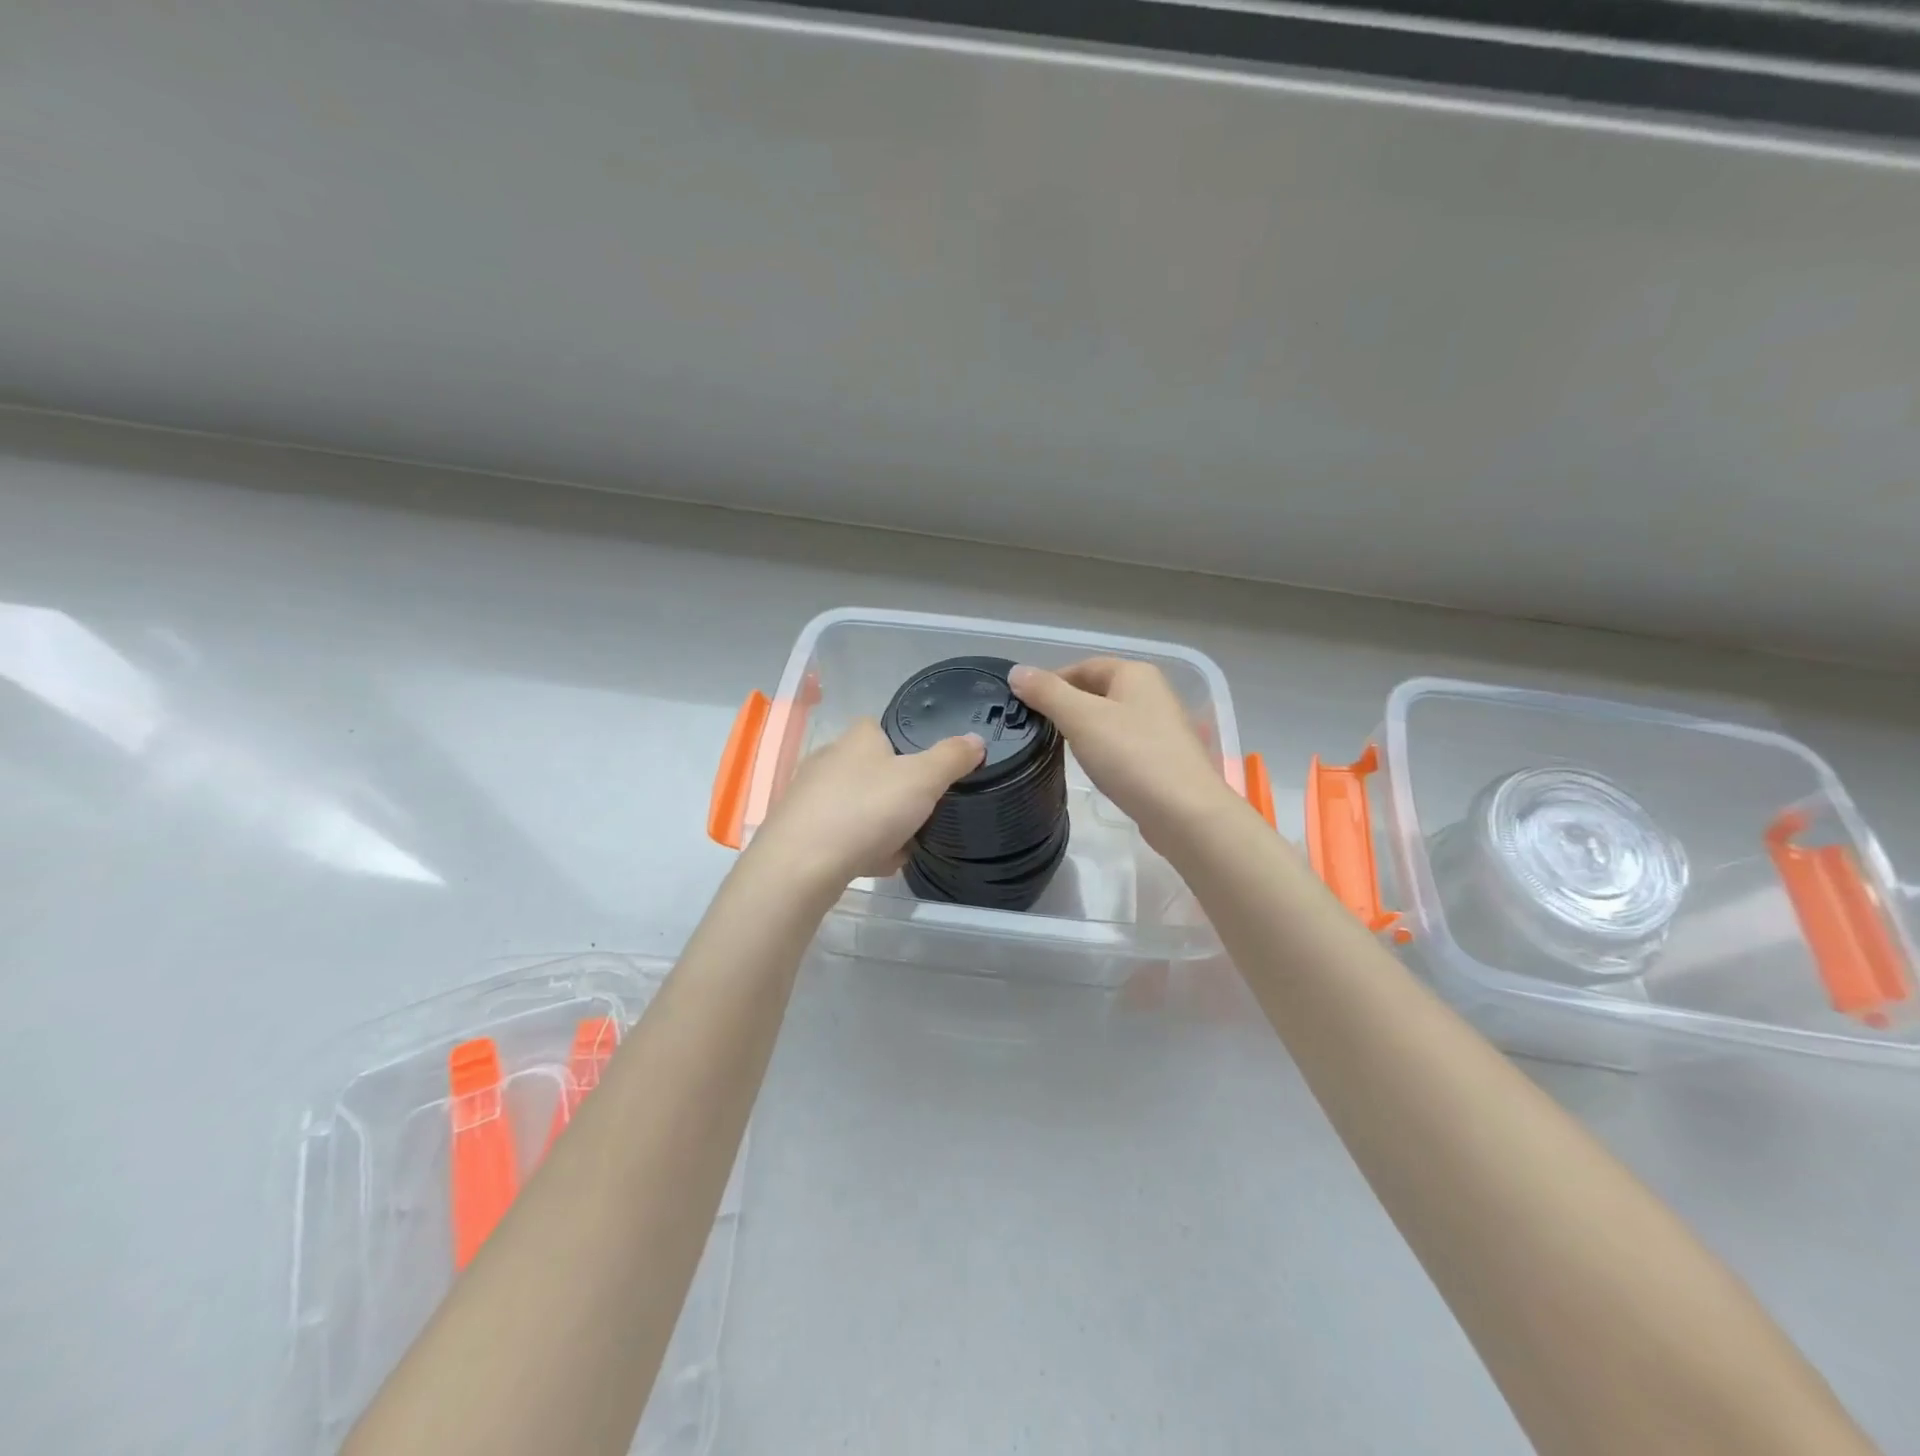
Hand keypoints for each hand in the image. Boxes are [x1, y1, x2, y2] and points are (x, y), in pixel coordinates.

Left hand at [742, 718, 984, 894]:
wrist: (801, 865)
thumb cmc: (866, 810)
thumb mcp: (923, 780)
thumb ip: (952, 758)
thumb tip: (975, 740)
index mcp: (856, 738)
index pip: (884, 729)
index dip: (909, 749)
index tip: (928, 775)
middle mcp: (828, 759)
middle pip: (874, 772)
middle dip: (898, 796)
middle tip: (921, 816)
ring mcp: (809, 796)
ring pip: (859, 807)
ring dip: (882, 827)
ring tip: (902, 848)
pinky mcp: (798, 830)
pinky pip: (841, 835)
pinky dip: (860, 848)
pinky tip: (874, 866)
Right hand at [1009, 658, 1244, 853]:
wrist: (1185, 813)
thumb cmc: (1132, 757)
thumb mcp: (1081, 719)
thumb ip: (1047, 693)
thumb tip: (1017, 671)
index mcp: (1135, 674)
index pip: (1083, 667)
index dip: (1051, 682)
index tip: (1024, 706)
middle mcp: (1152, 693)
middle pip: (1098, 691)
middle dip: (1066, 706)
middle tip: (1037, 729)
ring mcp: (1162, 728)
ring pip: (1110, 720)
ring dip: (1084, 730)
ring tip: (1059, 749)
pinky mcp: (1163, 759)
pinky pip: (1124, 745)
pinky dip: (1104, 751)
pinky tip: (1093, 768)